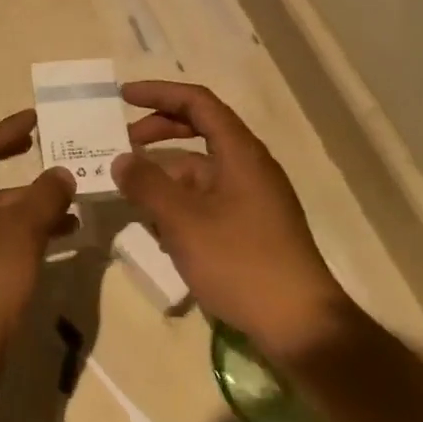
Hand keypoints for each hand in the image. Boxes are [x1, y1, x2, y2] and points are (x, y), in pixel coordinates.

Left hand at [0, 110, 75, 382]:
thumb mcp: (21, 233)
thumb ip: (44, 197)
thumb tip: (61, 173)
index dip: (6, 131)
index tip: (35, 118)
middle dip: (9, 164)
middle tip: (38, 148)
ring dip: (18, 207)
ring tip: (63, 207)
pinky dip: (8, 234)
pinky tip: (45, 242)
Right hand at [112, 81, 359, 370]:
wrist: (301, 328)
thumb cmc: (241, 262)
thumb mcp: (183, 221)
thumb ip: (147, 184)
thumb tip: (121, 160)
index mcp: (240, 152)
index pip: (197, 102)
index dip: (159, 93)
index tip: (123, 96)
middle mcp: (248, 166)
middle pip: (199, 131)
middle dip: (158, 133)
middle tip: (122, 144)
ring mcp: (252, 198)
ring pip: (199, 170)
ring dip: (164, 176)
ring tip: (132, 196)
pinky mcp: (251, 227)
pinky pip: (208, 200)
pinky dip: (180, 204)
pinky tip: (159, 232)